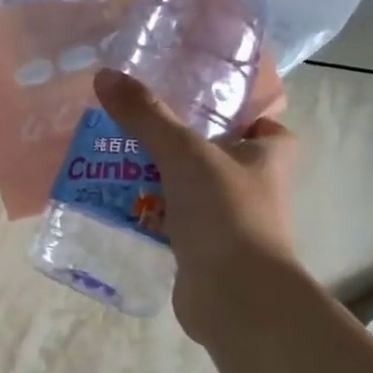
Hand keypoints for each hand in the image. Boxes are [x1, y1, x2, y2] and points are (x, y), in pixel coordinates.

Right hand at [93, 66, 299, 340]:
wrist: (235, 297)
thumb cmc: (226, 212)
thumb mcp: (183, 152)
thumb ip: (145, 115)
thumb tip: (104, 75)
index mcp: (268, 155)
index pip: (260, 121)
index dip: (232, 109)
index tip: (191, 99)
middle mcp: (254, 184)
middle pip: (212, 151)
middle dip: (174, 141)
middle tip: (131, 123)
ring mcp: (228, 219)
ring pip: (186, 186)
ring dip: (154, 176)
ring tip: (110, 159)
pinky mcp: (203, 248)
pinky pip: (169, 219)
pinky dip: (145, 211)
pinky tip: (112, 202)